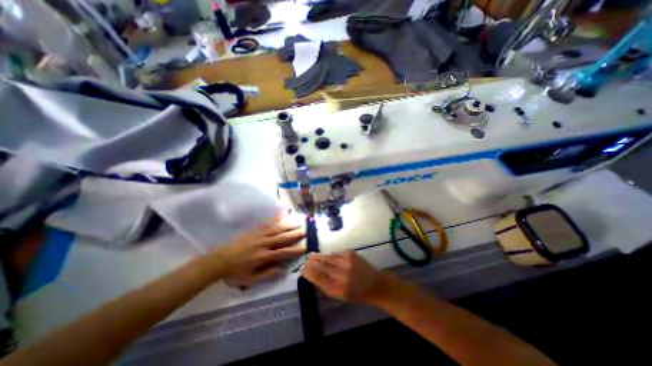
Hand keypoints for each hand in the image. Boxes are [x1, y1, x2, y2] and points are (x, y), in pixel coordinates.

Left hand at [208, 214, 306, 286]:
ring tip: (297, 222)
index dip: (294, 250)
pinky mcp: (254, 230)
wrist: (220, 260)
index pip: (282, 252)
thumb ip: (267, 274)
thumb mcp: (251, 279)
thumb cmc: (236, 272)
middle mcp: (263, 243)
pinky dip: (275, 217)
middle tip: (305, 231)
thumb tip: (282, 270)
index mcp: (263, 256)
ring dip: (288, 225)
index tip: (304, 247)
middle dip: (294, 234)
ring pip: (276, 228)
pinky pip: (267, 223)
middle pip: (282, 238)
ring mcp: (259, 235)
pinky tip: (280, 212)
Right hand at [299, 251, 390, 303]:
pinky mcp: (350, 253)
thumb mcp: (340, 295)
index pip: (318, 278)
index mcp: (338, 289)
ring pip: (327, 257)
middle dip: (311, 262)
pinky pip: (335, 253)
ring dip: (318, 256)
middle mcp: (342, 274)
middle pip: (321, 266)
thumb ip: (326, 285)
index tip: (301, 269)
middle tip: (304, 260)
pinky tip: (326, 256)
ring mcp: (347, 261)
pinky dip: (329, 255)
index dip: (308, 272)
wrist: (375, 283)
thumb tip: (312, 274)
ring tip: (310, 255)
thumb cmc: (356, 293)